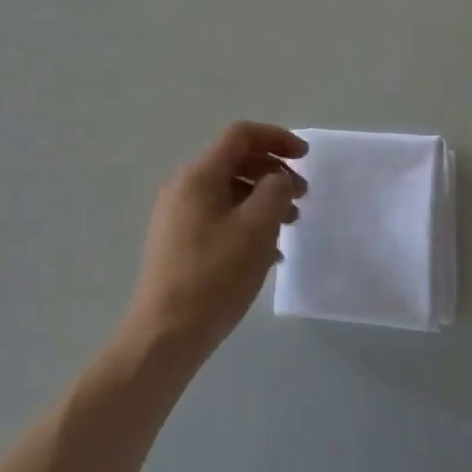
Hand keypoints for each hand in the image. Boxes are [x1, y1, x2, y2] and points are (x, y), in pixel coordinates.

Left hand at [120, 121, 308, 363]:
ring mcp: (178, 216)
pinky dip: (247, 222)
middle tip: (303, 195)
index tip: (306, 157)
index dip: (277, 138)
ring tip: (290, 224)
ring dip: (263, 199)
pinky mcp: (178, 242)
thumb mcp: (256, 229)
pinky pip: (219, 216)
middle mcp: (184, 187)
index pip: (240, 135)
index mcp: (199, 175)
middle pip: (235, 161)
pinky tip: (269, 252)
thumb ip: (274, 191)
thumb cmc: (214, 276)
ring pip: (229, 191)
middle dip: (273, 171)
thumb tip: (277, 178)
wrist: (164, 336)